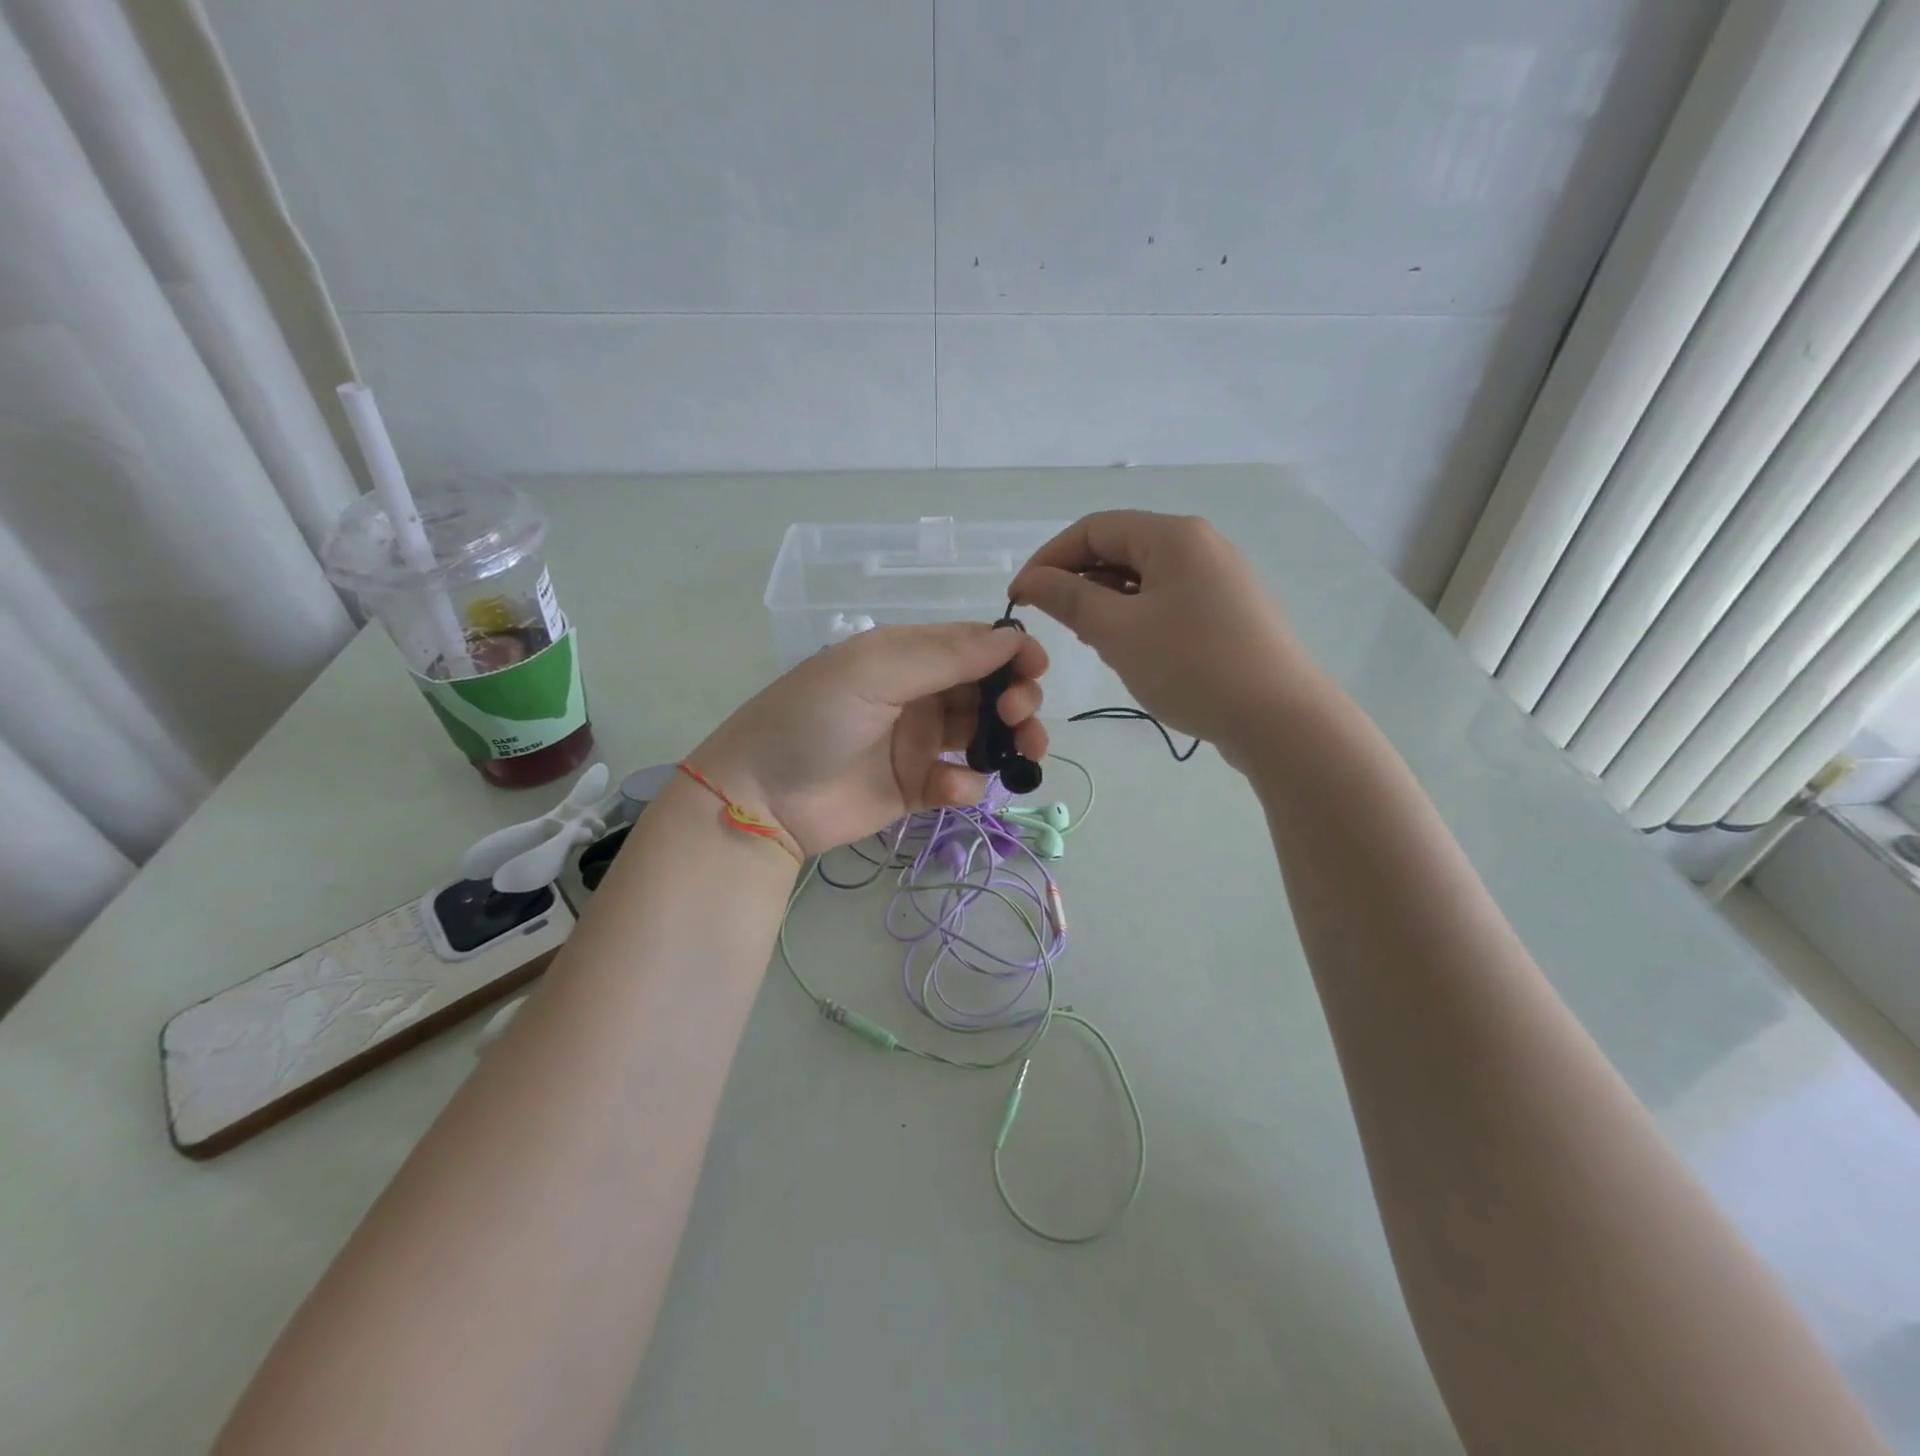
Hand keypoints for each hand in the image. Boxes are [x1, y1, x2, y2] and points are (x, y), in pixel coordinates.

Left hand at [692, 624, 1048, 854]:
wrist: (762, 798)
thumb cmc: (813, 719)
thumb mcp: (873, 671)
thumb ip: (946, 655)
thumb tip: (1014, 638)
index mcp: (907, 656)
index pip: (974, 645)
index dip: (1011, 654)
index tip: (1037, 670)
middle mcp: (919, 695)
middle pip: (989, 690)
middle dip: (1016, 700)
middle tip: (1020, 717)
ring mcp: (919, 743)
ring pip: (985, 735)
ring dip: (1011, 741)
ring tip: (1020, 754)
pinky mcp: (917, 788)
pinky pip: (961, 780)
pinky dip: (967, 783)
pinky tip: (950, 788)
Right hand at [1009, 511, 1309, 766]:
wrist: (1279, 719)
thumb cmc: (1191, 666)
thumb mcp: (1118, 632)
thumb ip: (1069, 599)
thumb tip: (1031, 580)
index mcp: (1173, 535)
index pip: (1093, 528)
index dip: (1049, 559)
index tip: (1020, 598)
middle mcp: (1200, 545)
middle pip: (1120, 548)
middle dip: (1079, 581)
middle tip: (1057, 625)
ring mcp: (1220, 578)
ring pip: (1144, 577)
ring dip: (1107, 602)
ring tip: (1093, 641)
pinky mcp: (1230, 611)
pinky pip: (1169, 600)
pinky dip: (1138, 616)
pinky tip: (1132, 651)